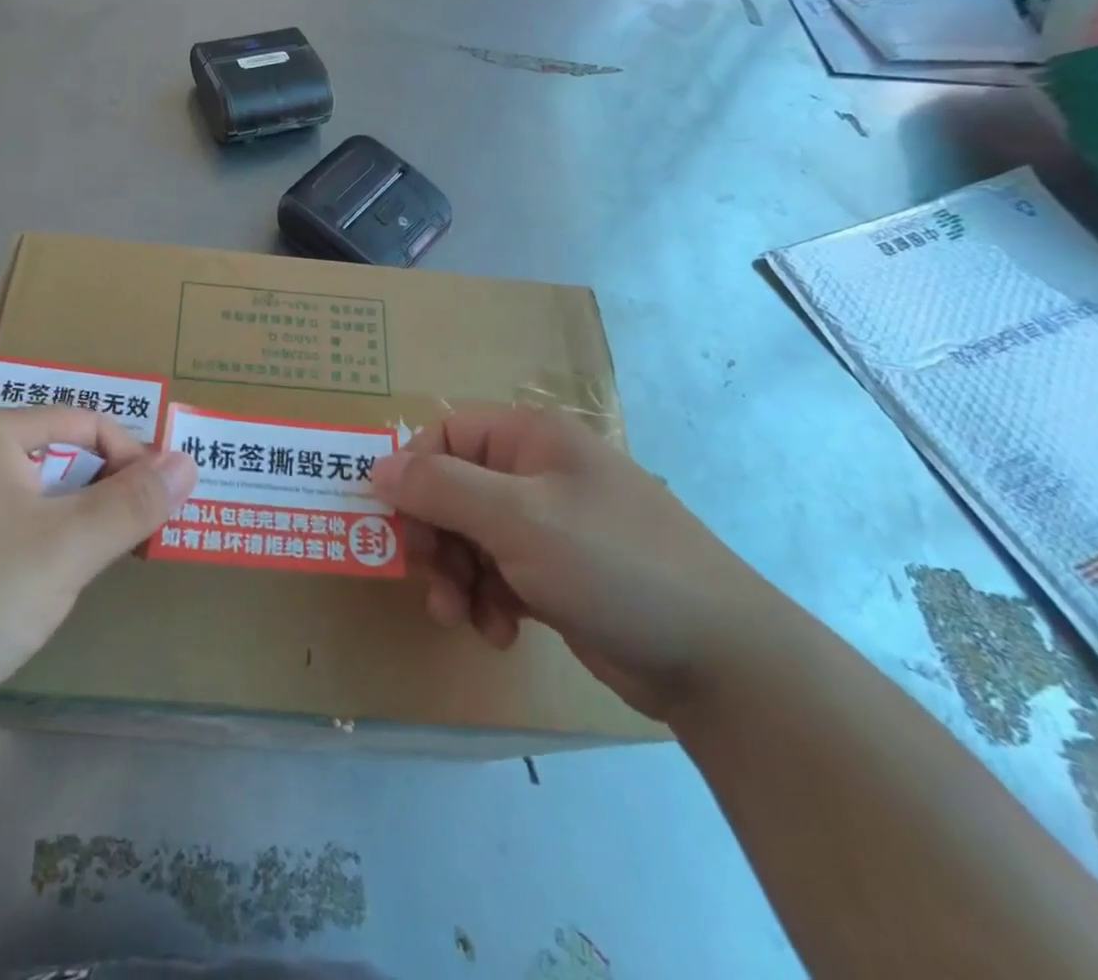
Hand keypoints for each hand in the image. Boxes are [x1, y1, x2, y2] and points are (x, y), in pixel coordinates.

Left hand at [0, 408, 196, 734]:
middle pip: (54, 457)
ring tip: (86, 572)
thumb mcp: (67, 549)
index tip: (161, 507)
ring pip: (24, 499)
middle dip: (100, 495)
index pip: (85, 422)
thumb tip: (187, 461)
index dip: (132, 458)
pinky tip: (26, 597)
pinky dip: (26, 550)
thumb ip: (133, 504)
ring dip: (66, 527)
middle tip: (130, 543)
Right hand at [371, 407, 790, 721]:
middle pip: (452, 490)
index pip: (444, 435)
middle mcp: (536, 471)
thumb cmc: (612, 566)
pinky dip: (488, 600)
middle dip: (435, 539)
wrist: (721, 661)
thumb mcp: (516, 520)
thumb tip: (376, 468)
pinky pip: (497, 573)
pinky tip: (502, 632)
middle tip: (435, 582)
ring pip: (469, 536)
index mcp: (530, 438)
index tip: (400, 526)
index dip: (414, 475)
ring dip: (457, 577)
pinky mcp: (557, 572)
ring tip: (464, 618)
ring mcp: (549, 524)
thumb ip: (439, 488)